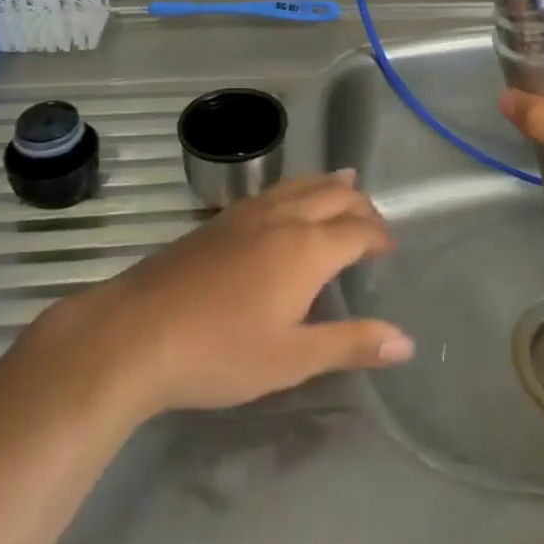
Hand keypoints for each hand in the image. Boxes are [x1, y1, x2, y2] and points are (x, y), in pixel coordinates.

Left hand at [29, 171, 412, 420]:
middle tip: (374, 224)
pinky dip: (299, 187)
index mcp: (308, 247)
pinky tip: (289, 203)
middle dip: (361, 204)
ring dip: (330, 185)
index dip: (379, 235)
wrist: (137, 331)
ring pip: (302, 183)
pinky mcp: (222, 218)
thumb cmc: (221, 351)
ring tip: (345, 186)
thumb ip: (350, 344)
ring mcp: (249, 212)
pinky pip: (276, 189)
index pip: (358, 229)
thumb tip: (406, 342)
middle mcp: (284, 216)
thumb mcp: (292, 359)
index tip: (390, 249)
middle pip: (334, 194)